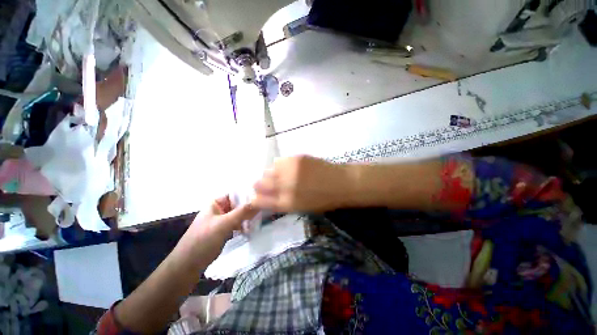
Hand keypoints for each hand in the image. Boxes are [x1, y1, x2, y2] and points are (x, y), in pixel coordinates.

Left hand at [190, 195, 257, 242]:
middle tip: (262, 212)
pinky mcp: (225, 230)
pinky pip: (238, 224)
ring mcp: (223, 220)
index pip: (236, 194)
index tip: (262, 199)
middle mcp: (220, 209)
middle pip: (239, 204)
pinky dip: (245, 225)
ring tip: (258, 222)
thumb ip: (242, 212)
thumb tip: (259, 202)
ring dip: (248, 218)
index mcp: (216, 203)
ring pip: (240, 215)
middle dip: (250, 208)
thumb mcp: (224, 223)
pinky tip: (251, 230)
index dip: (248, 195)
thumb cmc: (204, 239)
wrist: (189, 264)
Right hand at [252, 155, 352, 212]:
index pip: (260, 201)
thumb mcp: (300, 208)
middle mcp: (285, 186)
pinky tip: (287, 168)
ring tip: (279, 176)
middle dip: (260, 185)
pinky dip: (280, 166)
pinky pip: (279, 161)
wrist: (341, 183)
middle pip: (260, 184)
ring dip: (270, 175)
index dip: (256, 198)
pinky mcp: (296, 158)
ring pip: (268, 171)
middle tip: (266, 185)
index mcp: (287, 203)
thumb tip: (267, 197)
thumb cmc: (323, 200)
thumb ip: (282, 203)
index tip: (256, 196)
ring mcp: (290, 170)